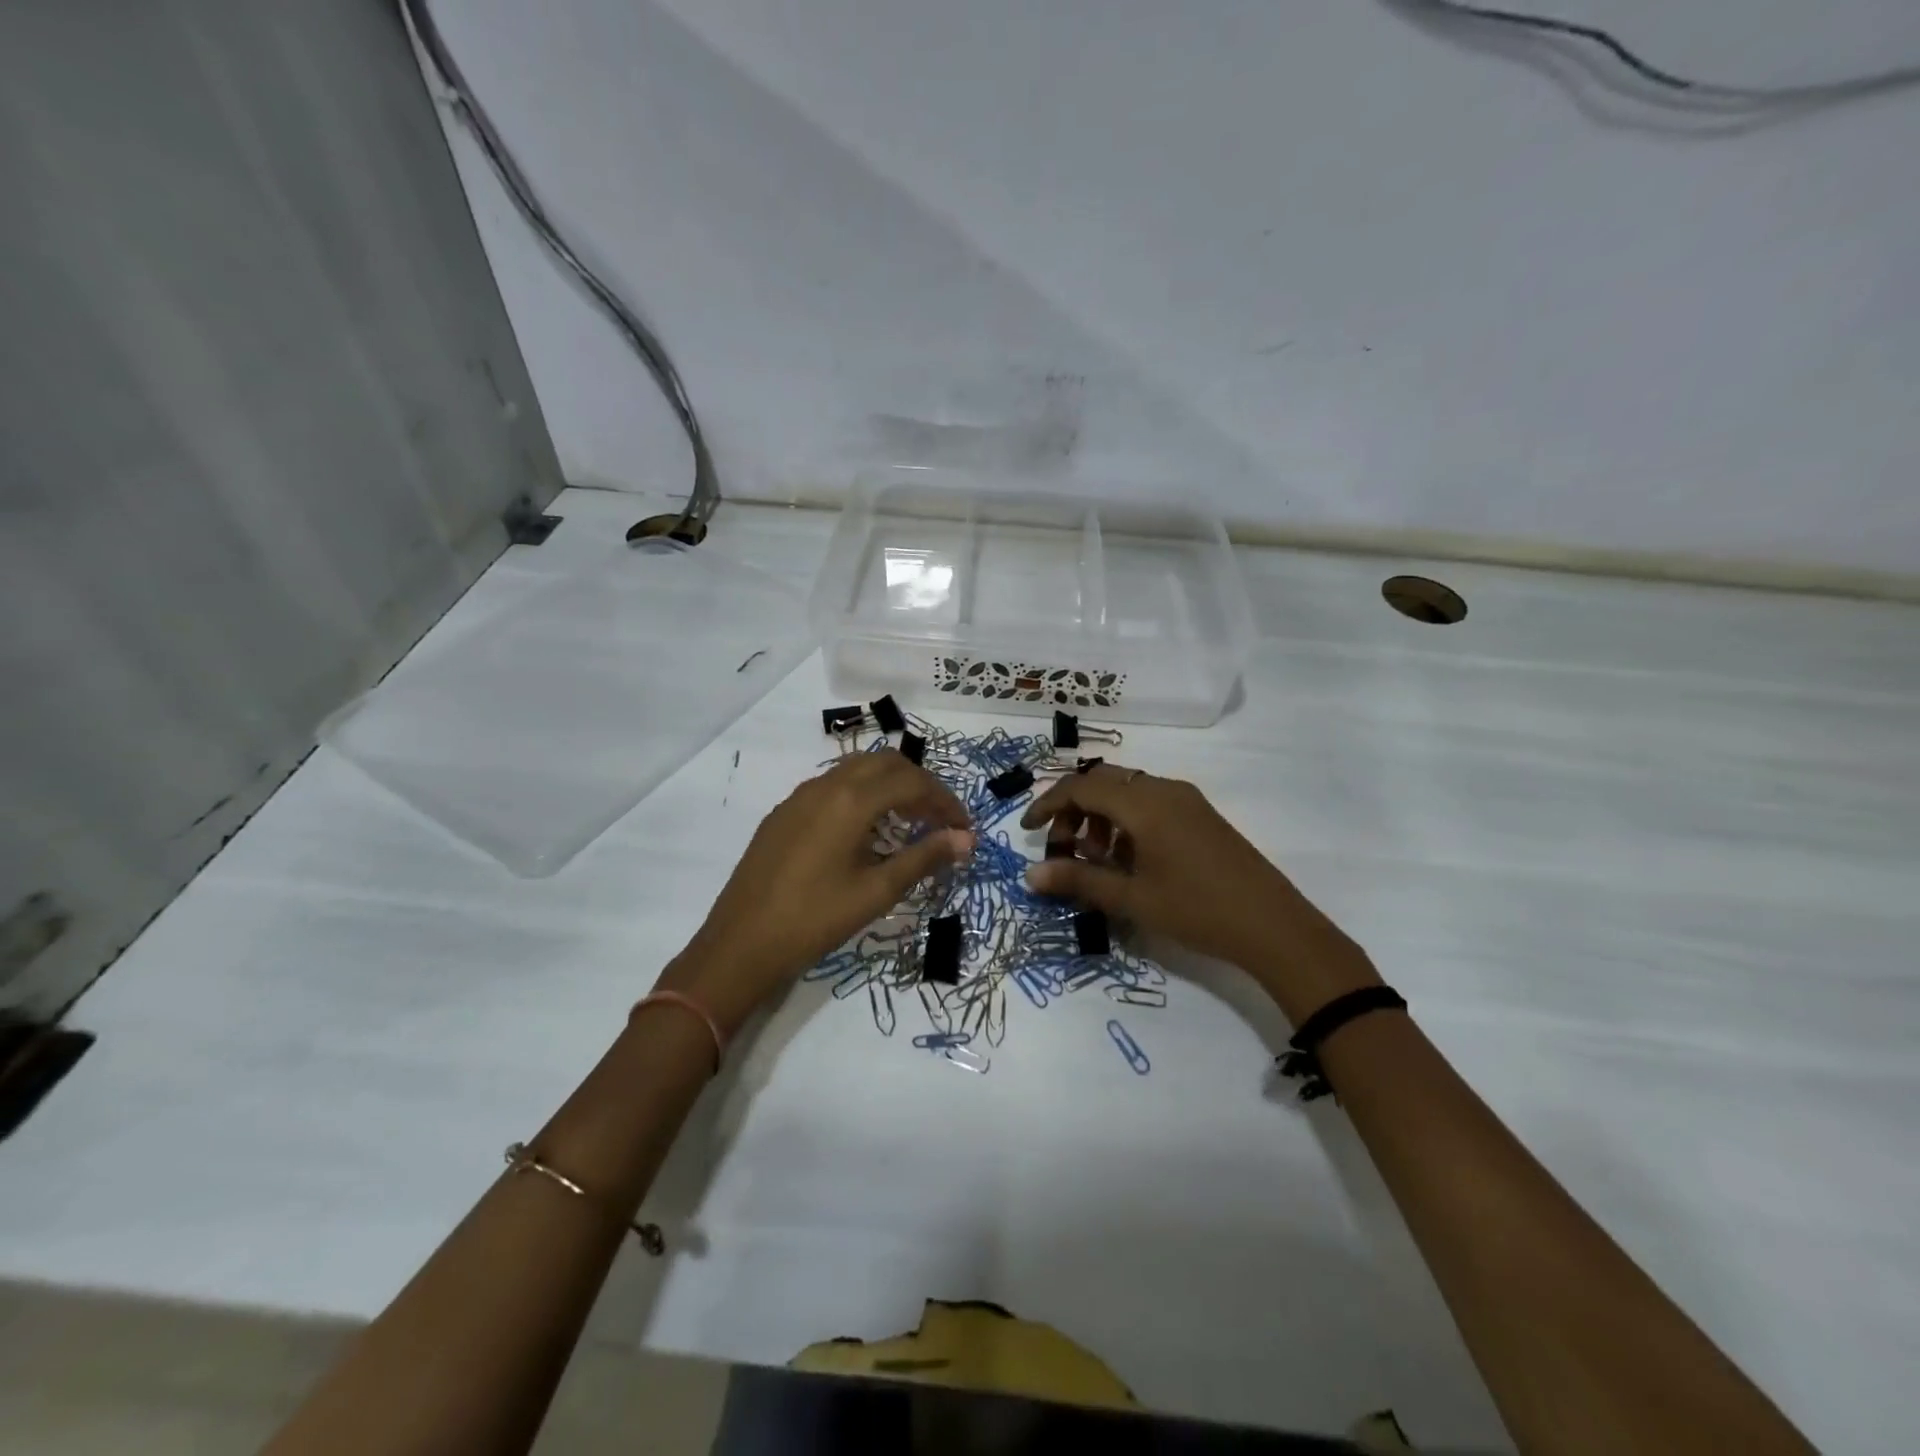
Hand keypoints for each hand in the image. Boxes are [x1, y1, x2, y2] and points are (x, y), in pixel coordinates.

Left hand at [661, 751, 973, 1032]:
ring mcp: (799, 797)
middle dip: (920, 785)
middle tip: (940, 821)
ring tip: (908, 823)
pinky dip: (861, 795)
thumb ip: (923, 858)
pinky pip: (832, 787)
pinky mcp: (783, 813)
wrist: (740, 944)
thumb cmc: (815, 920)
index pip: (912, 783)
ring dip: (889, 786)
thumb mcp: (876, 892)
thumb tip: (965, 840)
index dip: (945, 802)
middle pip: (886, 764)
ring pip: (856, 770)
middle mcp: (825, 785)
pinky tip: (865, 831)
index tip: (964, 829)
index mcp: (850, 800)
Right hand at [1021, 763, 1379, 1023]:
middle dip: (1074, 809)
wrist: (1274, 925)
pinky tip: (1128, 861)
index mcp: (1144, 803)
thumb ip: (1078, 882)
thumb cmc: (1196, 909)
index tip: (1027, 831)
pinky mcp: (1200, 814)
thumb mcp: (1131, 898)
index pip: (1081, 787)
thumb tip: (1029, 876)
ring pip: (1127, 791)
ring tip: (1096, 860)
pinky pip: (1150, 803)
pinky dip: (1126, 822)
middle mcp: (1163, 789)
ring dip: (1100, 817)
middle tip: (1062, 848)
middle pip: (1103, 782)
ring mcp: (1186, 800)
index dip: (1048, 805)